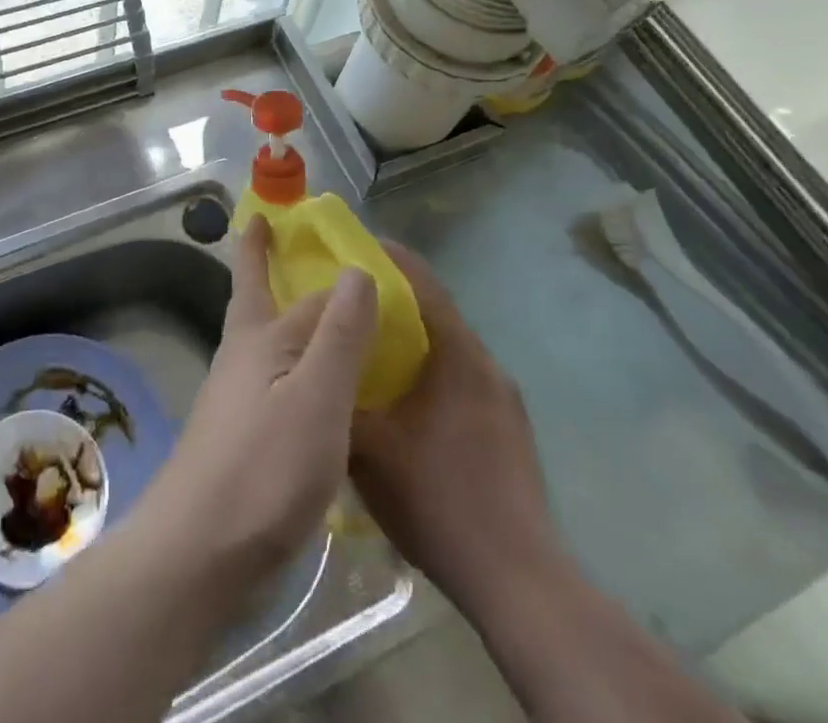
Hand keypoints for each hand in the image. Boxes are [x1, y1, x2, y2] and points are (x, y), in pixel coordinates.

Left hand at [138, 215, 377, 582]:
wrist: (197, 550)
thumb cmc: (264, 468)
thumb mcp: (316, 398)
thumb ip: (338, 335)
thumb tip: (356, 268)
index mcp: (262, 338)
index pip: (303, 289)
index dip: (316, 263)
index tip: (317, 228)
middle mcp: (242, 355)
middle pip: (255, 297)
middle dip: (259, 261)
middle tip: (266, 229)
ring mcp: (234, 394)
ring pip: (260, 336)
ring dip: (276, 310)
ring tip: (307, 306)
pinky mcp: (237, 431)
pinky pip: (268, 375)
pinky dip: (286, 360)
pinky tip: (303, 384)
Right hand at [350, 241, 556, 600]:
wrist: (518, 581)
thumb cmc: (438, 499)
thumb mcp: (367, 448)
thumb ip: (337, 394)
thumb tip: (309, 362)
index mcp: (458, 355)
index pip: (422, 282)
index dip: (388, 257)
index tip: (352, 245)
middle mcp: (486, 365)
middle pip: (435, 311)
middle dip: (392, 299)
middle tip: (347, 298)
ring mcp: (504, 399)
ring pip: (449, 348)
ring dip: (412, 338)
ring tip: (367, 346)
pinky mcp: (510, 430)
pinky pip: (462, 378)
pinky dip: (429, 370)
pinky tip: (403, 401)